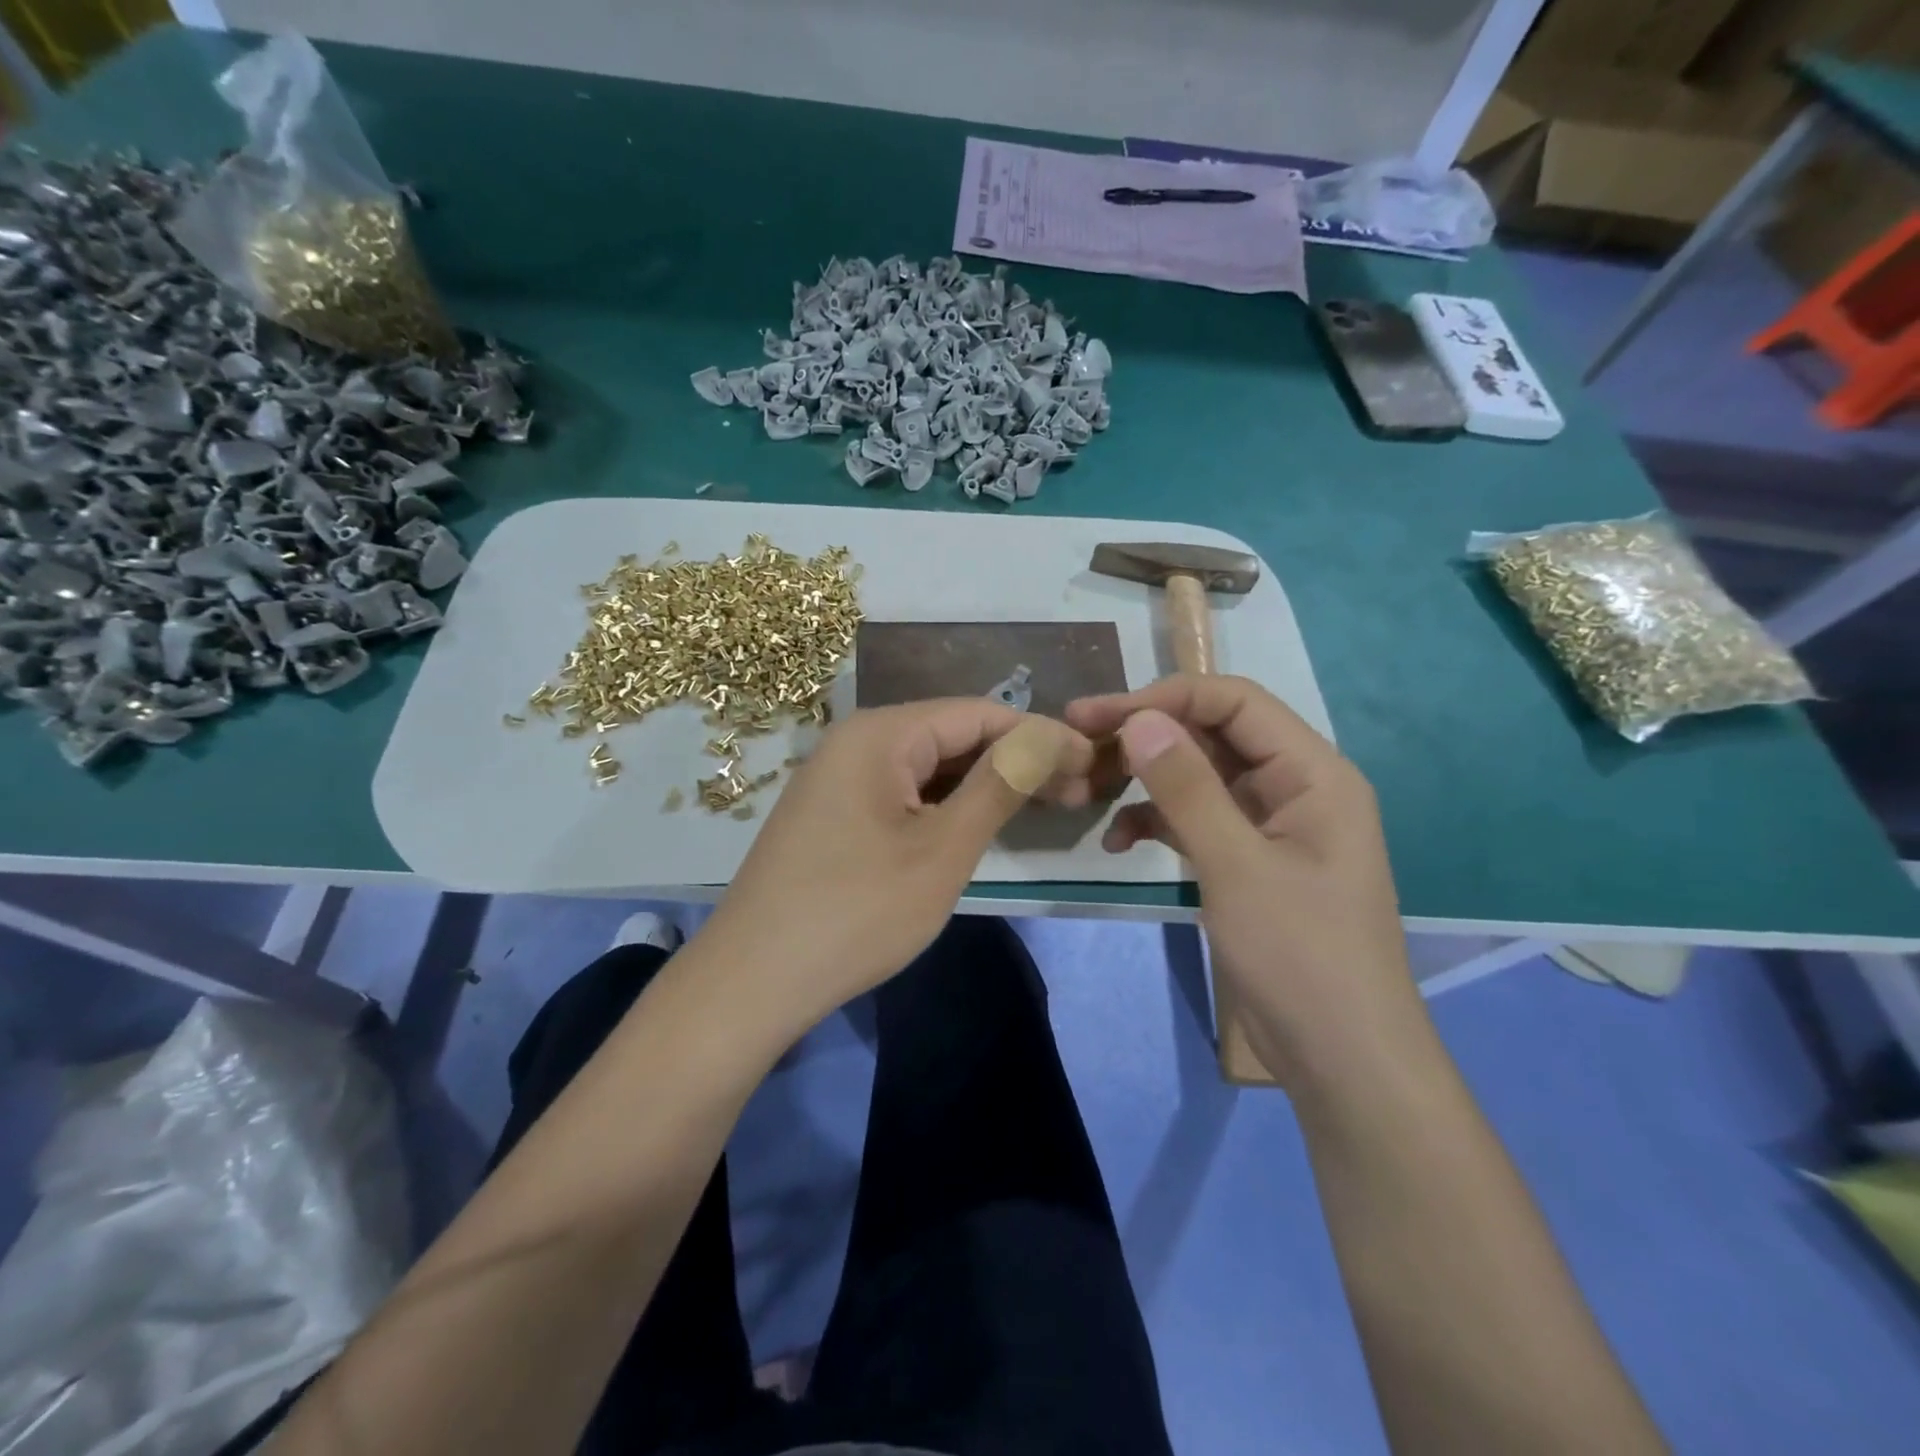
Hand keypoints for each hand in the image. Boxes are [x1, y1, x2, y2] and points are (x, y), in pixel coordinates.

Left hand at [700, 700, 1093, 1033]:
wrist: (752, 982)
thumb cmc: (856, 913)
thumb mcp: (942, 850)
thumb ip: (999, 785)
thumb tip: (1050, 735)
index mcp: (881, 733)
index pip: (979, 713)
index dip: (1041, 736)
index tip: (1091, 767)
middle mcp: (856, 741)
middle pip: (953, 736)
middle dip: (1016, 761)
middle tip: (1076, 797)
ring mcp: (839, 778)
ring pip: (929, 767)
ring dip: (984, 785)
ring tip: (1040, 810)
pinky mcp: (833, 813)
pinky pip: (902, 793)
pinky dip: (945, 806)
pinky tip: (977, 826)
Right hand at [1067, 675, 1420, 1086]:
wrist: (1340, 1059)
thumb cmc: (1301, 956)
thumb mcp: (1238, 868)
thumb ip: (1188, 789)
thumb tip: (1138, 721)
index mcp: (1312, 773)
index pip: (1234, 702)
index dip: (1164, 698)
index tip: (1098, 715)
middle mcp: (1293, 786)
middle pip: (1212, 734)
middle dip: (1146, 735)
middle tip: (1078, 742)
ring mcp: (1267, 825)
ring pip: (1197, 776)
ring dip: (1144, 778)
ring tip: (1087, 789)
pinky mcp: (1245, 859)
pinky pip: (1194, 819)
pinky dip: (1155, 821)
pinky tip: (1117, 841)